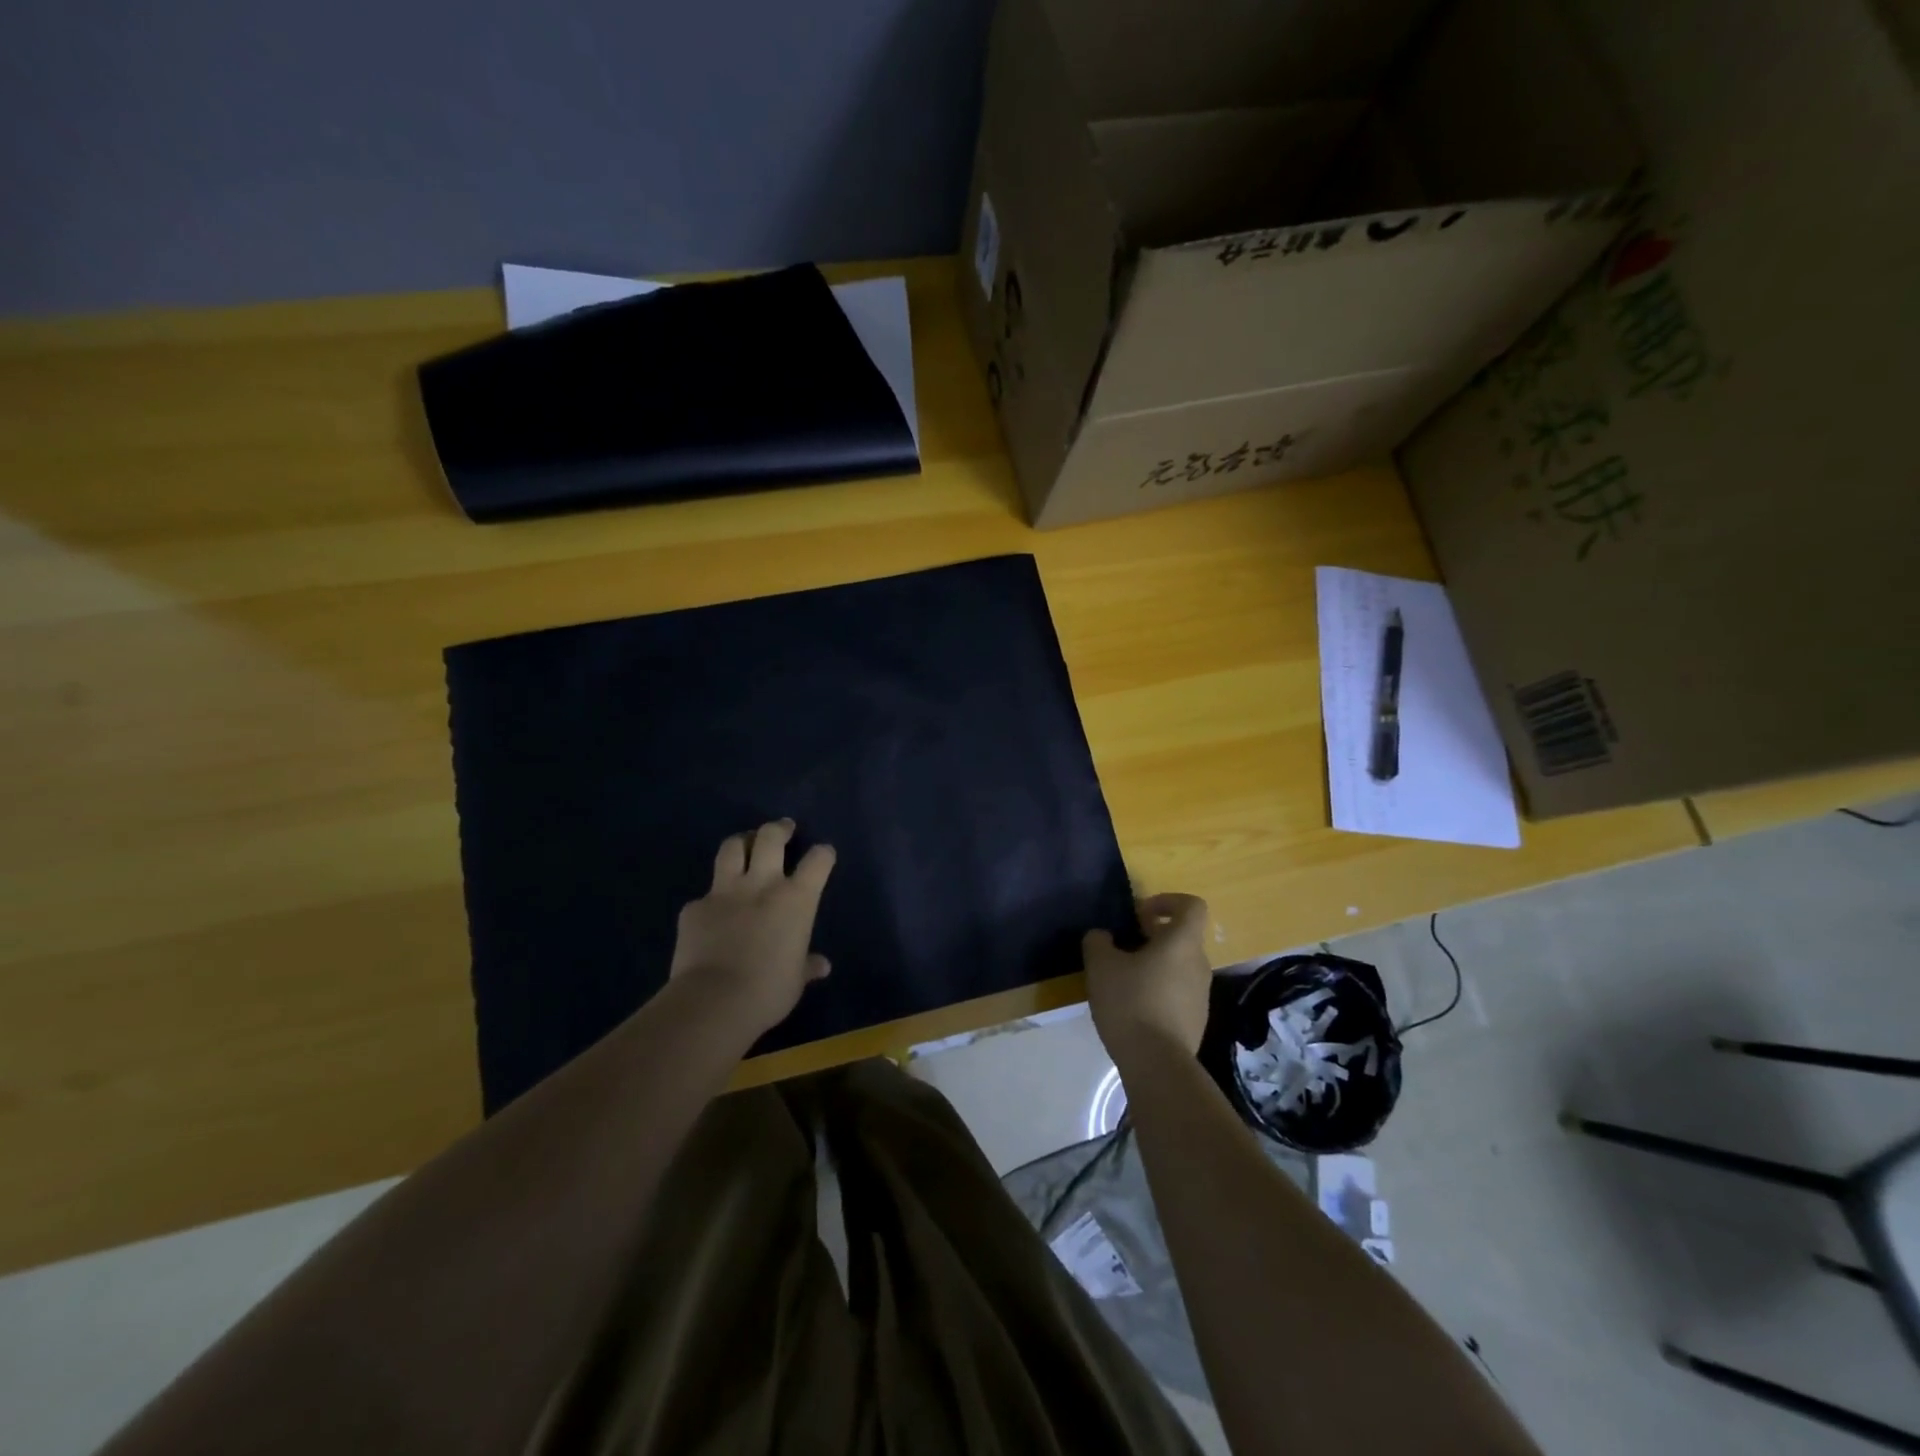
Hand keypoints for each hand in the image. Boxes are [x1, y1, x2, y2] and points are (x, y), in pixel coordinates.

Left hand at [669, 819, 836, 1036]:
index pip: (817, 861)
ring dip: (741, 842)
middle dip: (779, 829)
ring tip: (745, 844)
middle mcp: (762, 885)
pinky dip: (711, 900)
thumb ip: (806, 965)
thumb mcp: (795, 981)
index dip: (823, 854)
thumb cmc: (768, 992)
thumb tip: (821, 966)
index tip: (823, 854)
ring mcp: (724, 892)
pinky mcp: (694, 908)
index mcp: (796, 900)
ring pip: (731, 848)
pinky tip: (711, 914)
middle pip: (770, 838)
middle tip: (783, 829)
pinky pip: (705, 896)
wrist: (713, 1002)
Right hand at [1084, 893, 1211, 1070]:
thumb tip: (1103, 936)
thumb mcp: (1101, 965)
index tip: (1140, 914)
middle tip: (1122, 948)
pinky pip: (1178, 992)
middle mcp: (1199, 964)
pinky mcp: (1196, 1020)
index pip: (1192, 906)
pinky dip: (1158, 990)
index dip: (1167, 901)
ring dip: (1154, 965)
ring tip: (1123, 980)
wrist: (1157, 1064)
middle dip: (1152, 936)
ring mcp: (1201, 995)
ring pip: (1178, 966)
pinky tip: (1133, 1008)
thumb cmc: (1130, 1003)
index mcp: (1182, 943)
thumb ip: (1098, 941)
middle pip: (1182, 937)